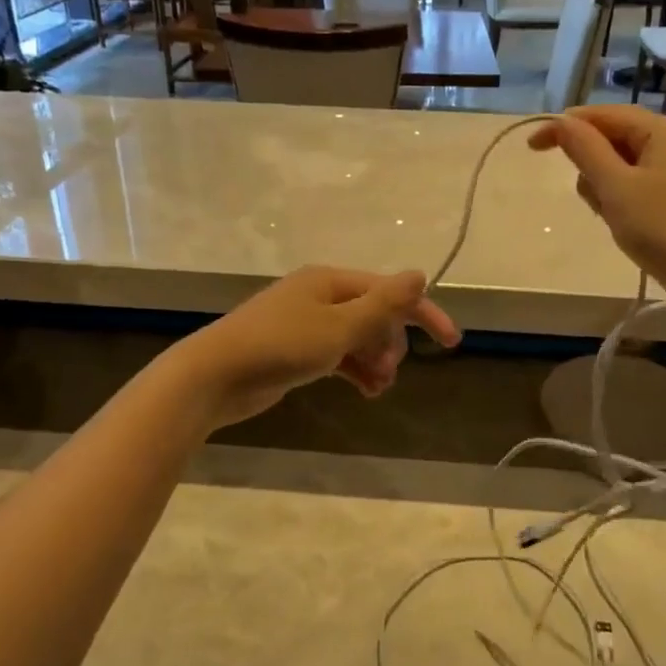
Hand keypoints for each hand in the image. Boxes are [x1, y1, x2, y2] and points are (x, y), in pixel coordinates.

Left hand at [171, 265, 460, 429]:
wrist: (214, 376)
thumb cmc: (281, 346)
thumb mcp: (339, 326)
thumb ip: (383, 304)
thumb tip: (420, 274)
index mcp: (331, 281)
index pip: (390, 291)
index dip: (423, 313)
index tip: (451, 342)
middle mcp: (321, 296)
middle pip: (375, 314)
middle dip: (390, 342)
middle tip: (388, 371)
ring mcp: (307, 323)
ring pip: (358, 337)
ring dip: (375, 360)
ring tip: (378, 388)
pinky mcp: (297, 350)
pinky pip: (339, 354)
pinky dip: (355, 369)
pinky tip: (366, 391)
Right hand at [528, 106, 665, 293]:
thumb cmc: (663, 228)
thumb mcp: (615, 187)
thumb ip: (585, 149)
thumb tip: (561, 122)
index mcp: (665, 130)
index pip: (605, 115)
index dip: (565, 127)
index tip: (532, 147)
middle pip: (617, 138)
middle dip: (593, 166)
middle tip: (593, 201)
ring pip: (628, 165)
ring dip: (609, 187)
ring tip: (615, 219)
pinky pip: (644, 185)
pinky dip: (626, 199)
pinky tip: (628, 226)